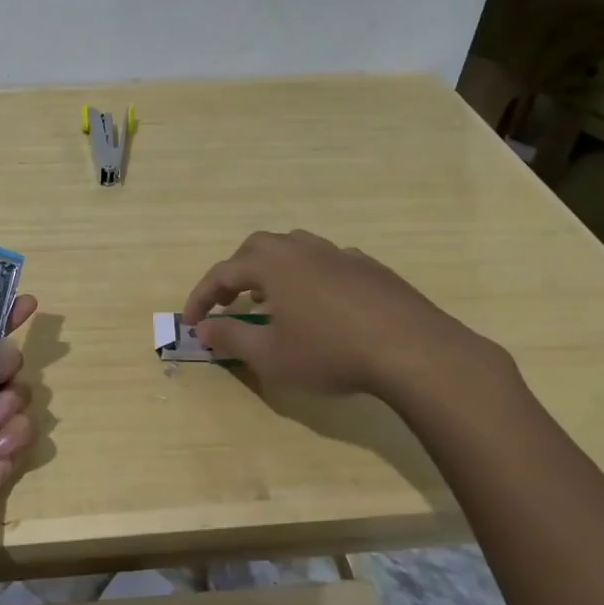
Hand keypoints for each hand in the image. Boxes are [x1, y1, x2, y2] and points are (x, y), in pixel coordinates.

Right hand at [183, 230, 512, 407]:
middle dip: (237, 272)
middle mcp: (302, 249)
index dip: (201, 297)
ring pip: (296, 249)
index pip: (223, 273)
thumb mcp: (270, 355)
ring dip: (275, 270)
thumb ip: (231, 337)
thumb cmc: (330, 352)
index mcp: (272, 265)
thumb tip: (203, 327)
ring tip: (273, 298)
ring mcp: (340, 254)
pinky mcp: (371, 268)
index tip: (191, 321)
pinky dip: (311, 277)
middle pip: (258, 248)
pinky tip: (322, 305)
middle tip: (230, 300)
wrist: (412, 349)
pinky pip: (328, 262)